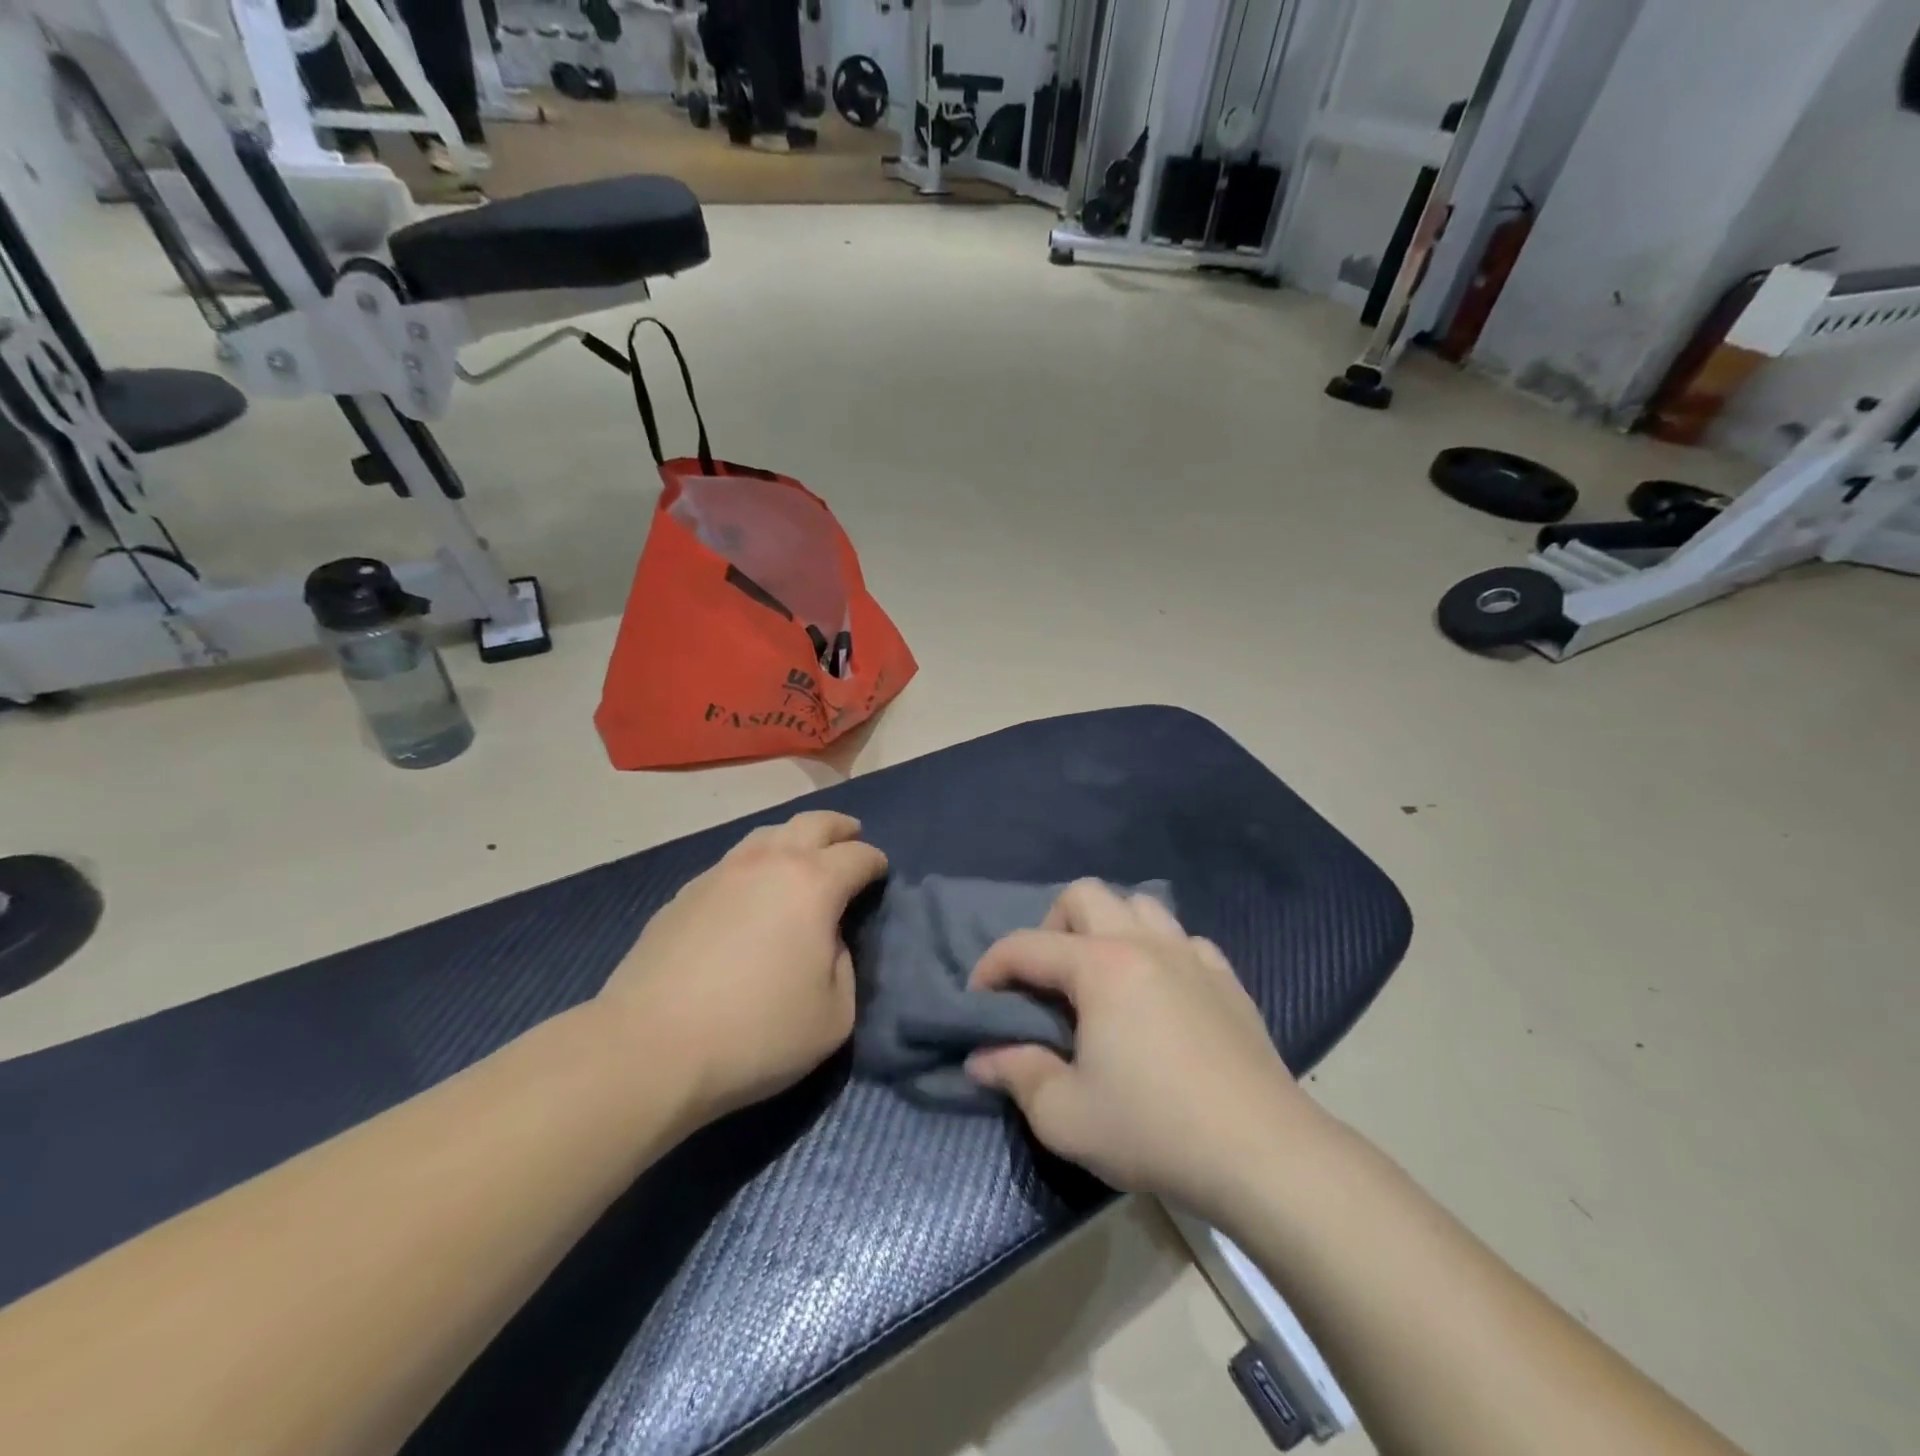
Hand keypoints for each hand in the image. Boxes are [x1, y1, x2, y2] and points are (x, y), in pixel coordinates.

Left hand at [600, 811, 886, 1120]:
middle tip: (851, 836)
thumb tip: (827, 940)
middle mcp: (768, 863)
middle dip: (839, 827)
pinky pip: (731, 863)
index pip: (858, 856)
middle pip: (812, 823)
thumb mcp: (834, 1015)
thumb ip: (844, 966)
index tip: (881, 873)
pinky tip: (750, 894)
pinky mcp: (683, 895)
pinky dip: (754, 866)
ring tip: (801, 857)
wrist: (650, 1049)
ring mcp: (720, 873)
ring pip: (766, 834)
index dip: (876, 862)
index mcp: (813, 884)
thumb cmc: (757, 1034)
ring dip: (793, 838)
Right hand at [965, 881, 1314, 1220]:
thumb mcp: (1065, 1115)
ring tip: (1101, 976)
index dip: (991, 966)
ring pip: (1139, 905)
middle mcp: (1143, 943)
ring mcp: (1191, 955)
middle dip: (1051, 926)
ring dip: (1108, 927)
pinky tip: (1160, 993)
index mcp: (1099, 966)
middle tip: (1046, 979)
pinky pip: (1183, 940)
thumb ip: (1017, 1075)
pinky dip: (1159, 951)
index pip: (1026, 945)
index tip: (978, 1000)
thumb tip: (981, 1057)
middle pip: (1084, 894)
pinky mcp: (1227, 978)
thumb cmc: (1154, 1130)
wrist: (1263, 1153)